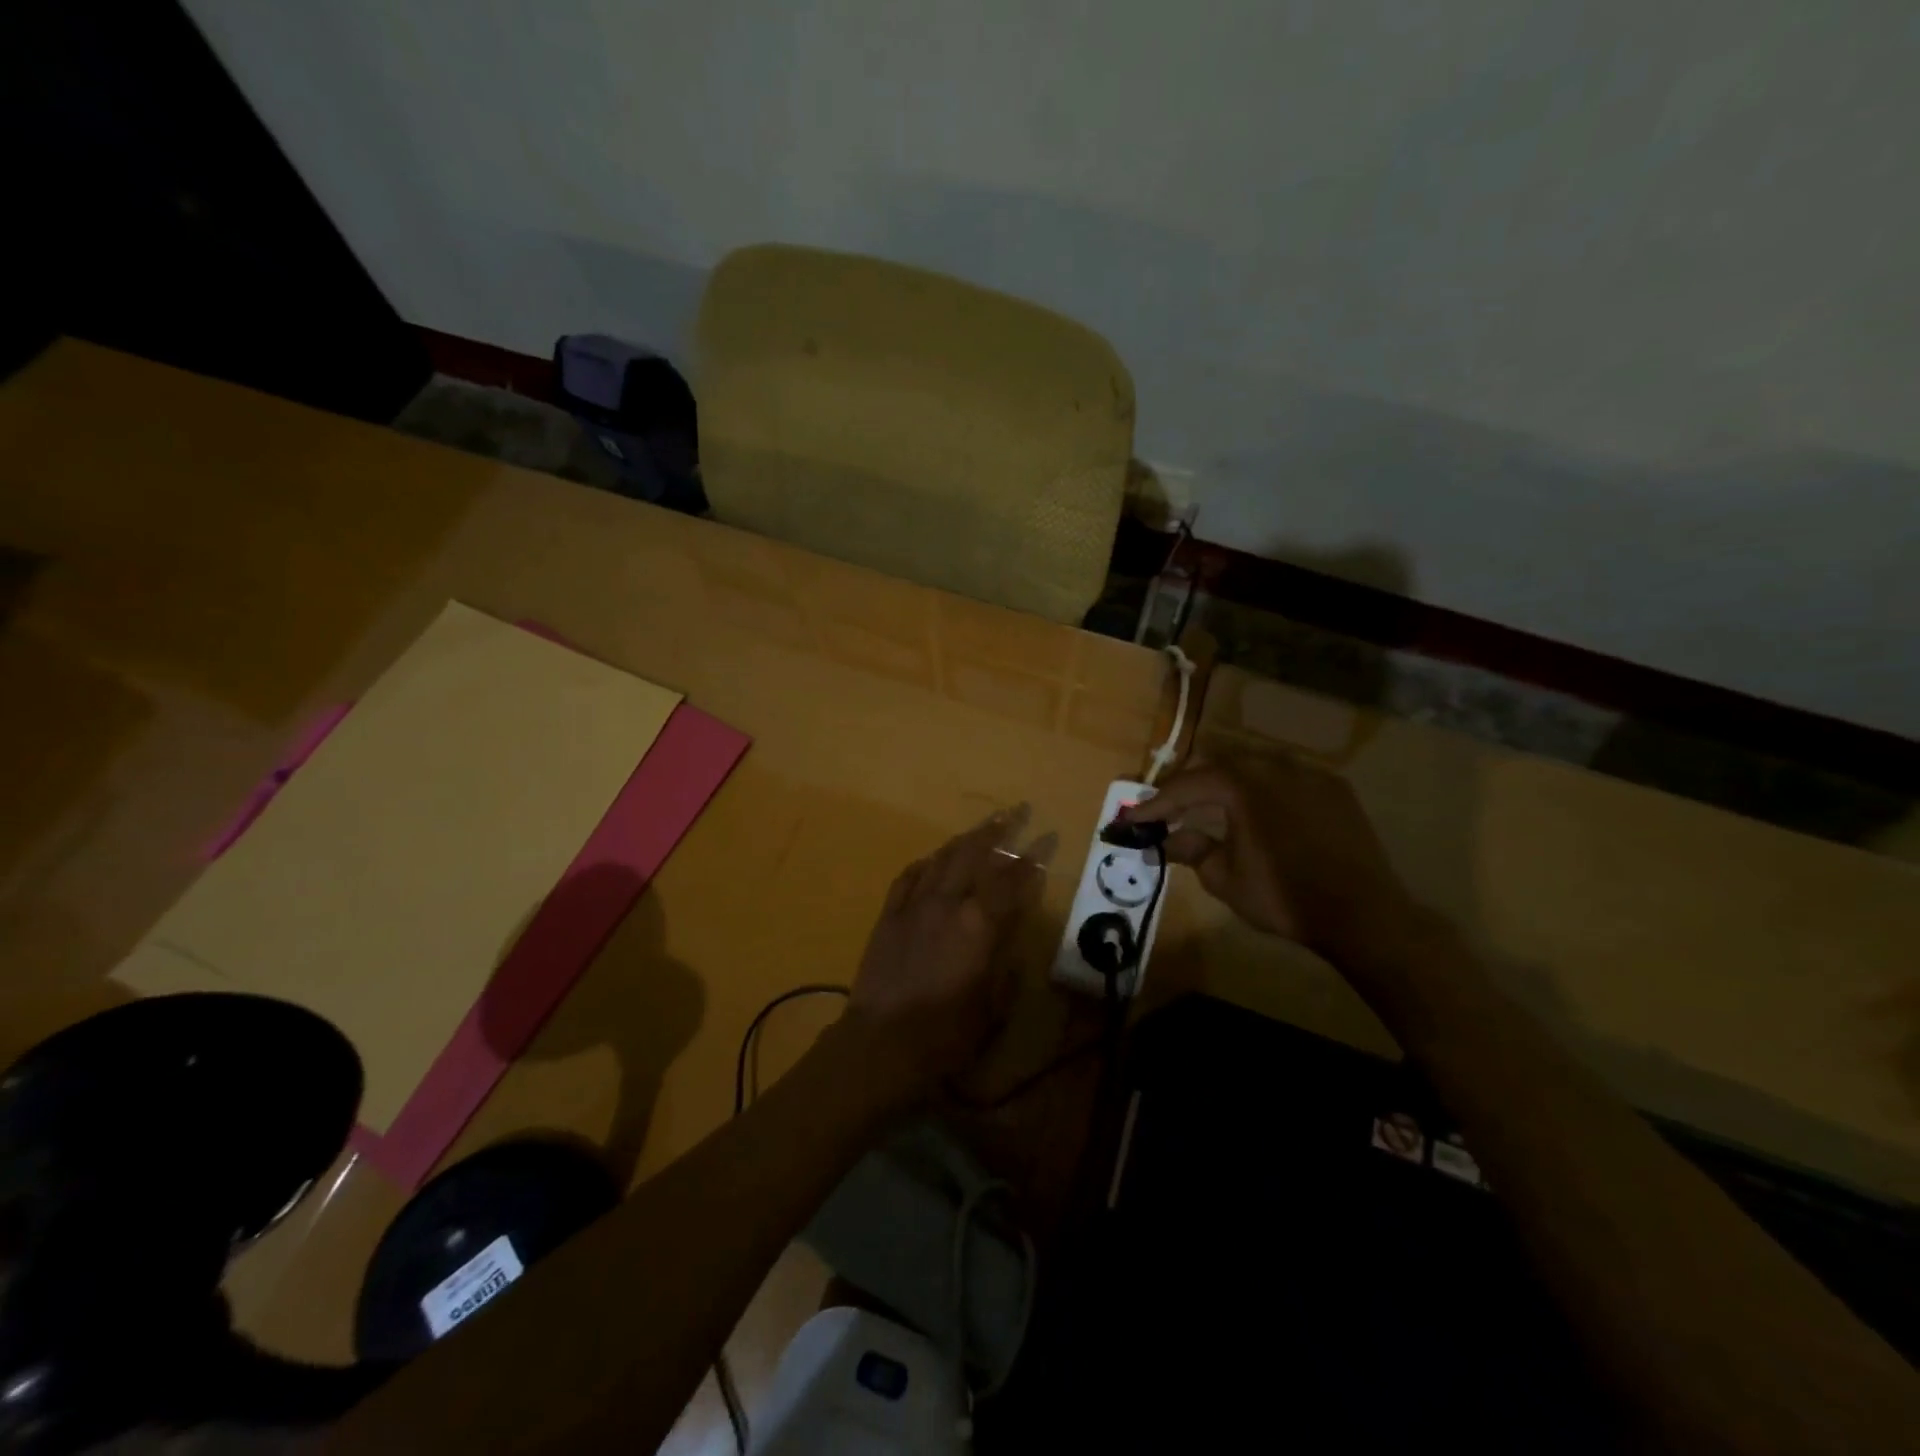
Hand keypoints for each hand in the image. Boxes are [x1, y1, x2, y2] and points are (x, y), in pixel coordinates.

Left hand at [838, 807, 1043, 1103]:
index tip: (1048, 837)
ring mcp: (914, 905)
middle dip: (999, 830)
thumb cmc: (946, 1034)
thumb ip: (1007, 969)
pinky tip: (932, 859)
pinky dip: (925, 863)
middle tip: (1016, 811)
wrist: (881, 1043)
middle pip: (975, 854)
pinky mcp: (889, 915)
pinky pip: (908, 877)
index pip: (1013, 880)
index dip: (1033, 858)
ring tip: (981, 828)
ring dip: (965, 840)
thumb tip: (1012, 944)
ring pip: (942, 859)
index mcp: (980, 925)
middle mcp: (948, 903)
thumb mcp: (993, 1008)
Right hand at [1120, 753, 1416, 958]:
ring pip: (1253, 765)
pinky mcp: (1334, 787)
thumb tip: (1167, 839)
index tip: (1132, 819)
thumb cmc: (1284, 897)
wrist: (1363, 913)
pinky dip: (1263, 788)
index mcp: (1241, 785)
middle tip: (1168, 809)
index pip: (1186, 786)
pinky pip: (1287, 777)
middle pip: (1217, 764)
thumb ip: (1192, 850)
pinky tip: (1260, 810)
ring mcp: (1308, 773)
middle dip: (1188, 786)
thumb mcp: (1225, 879)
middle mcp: (1273, 766)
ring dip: (1226, 783)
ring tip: (1211, 806)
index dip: (1155, 804)